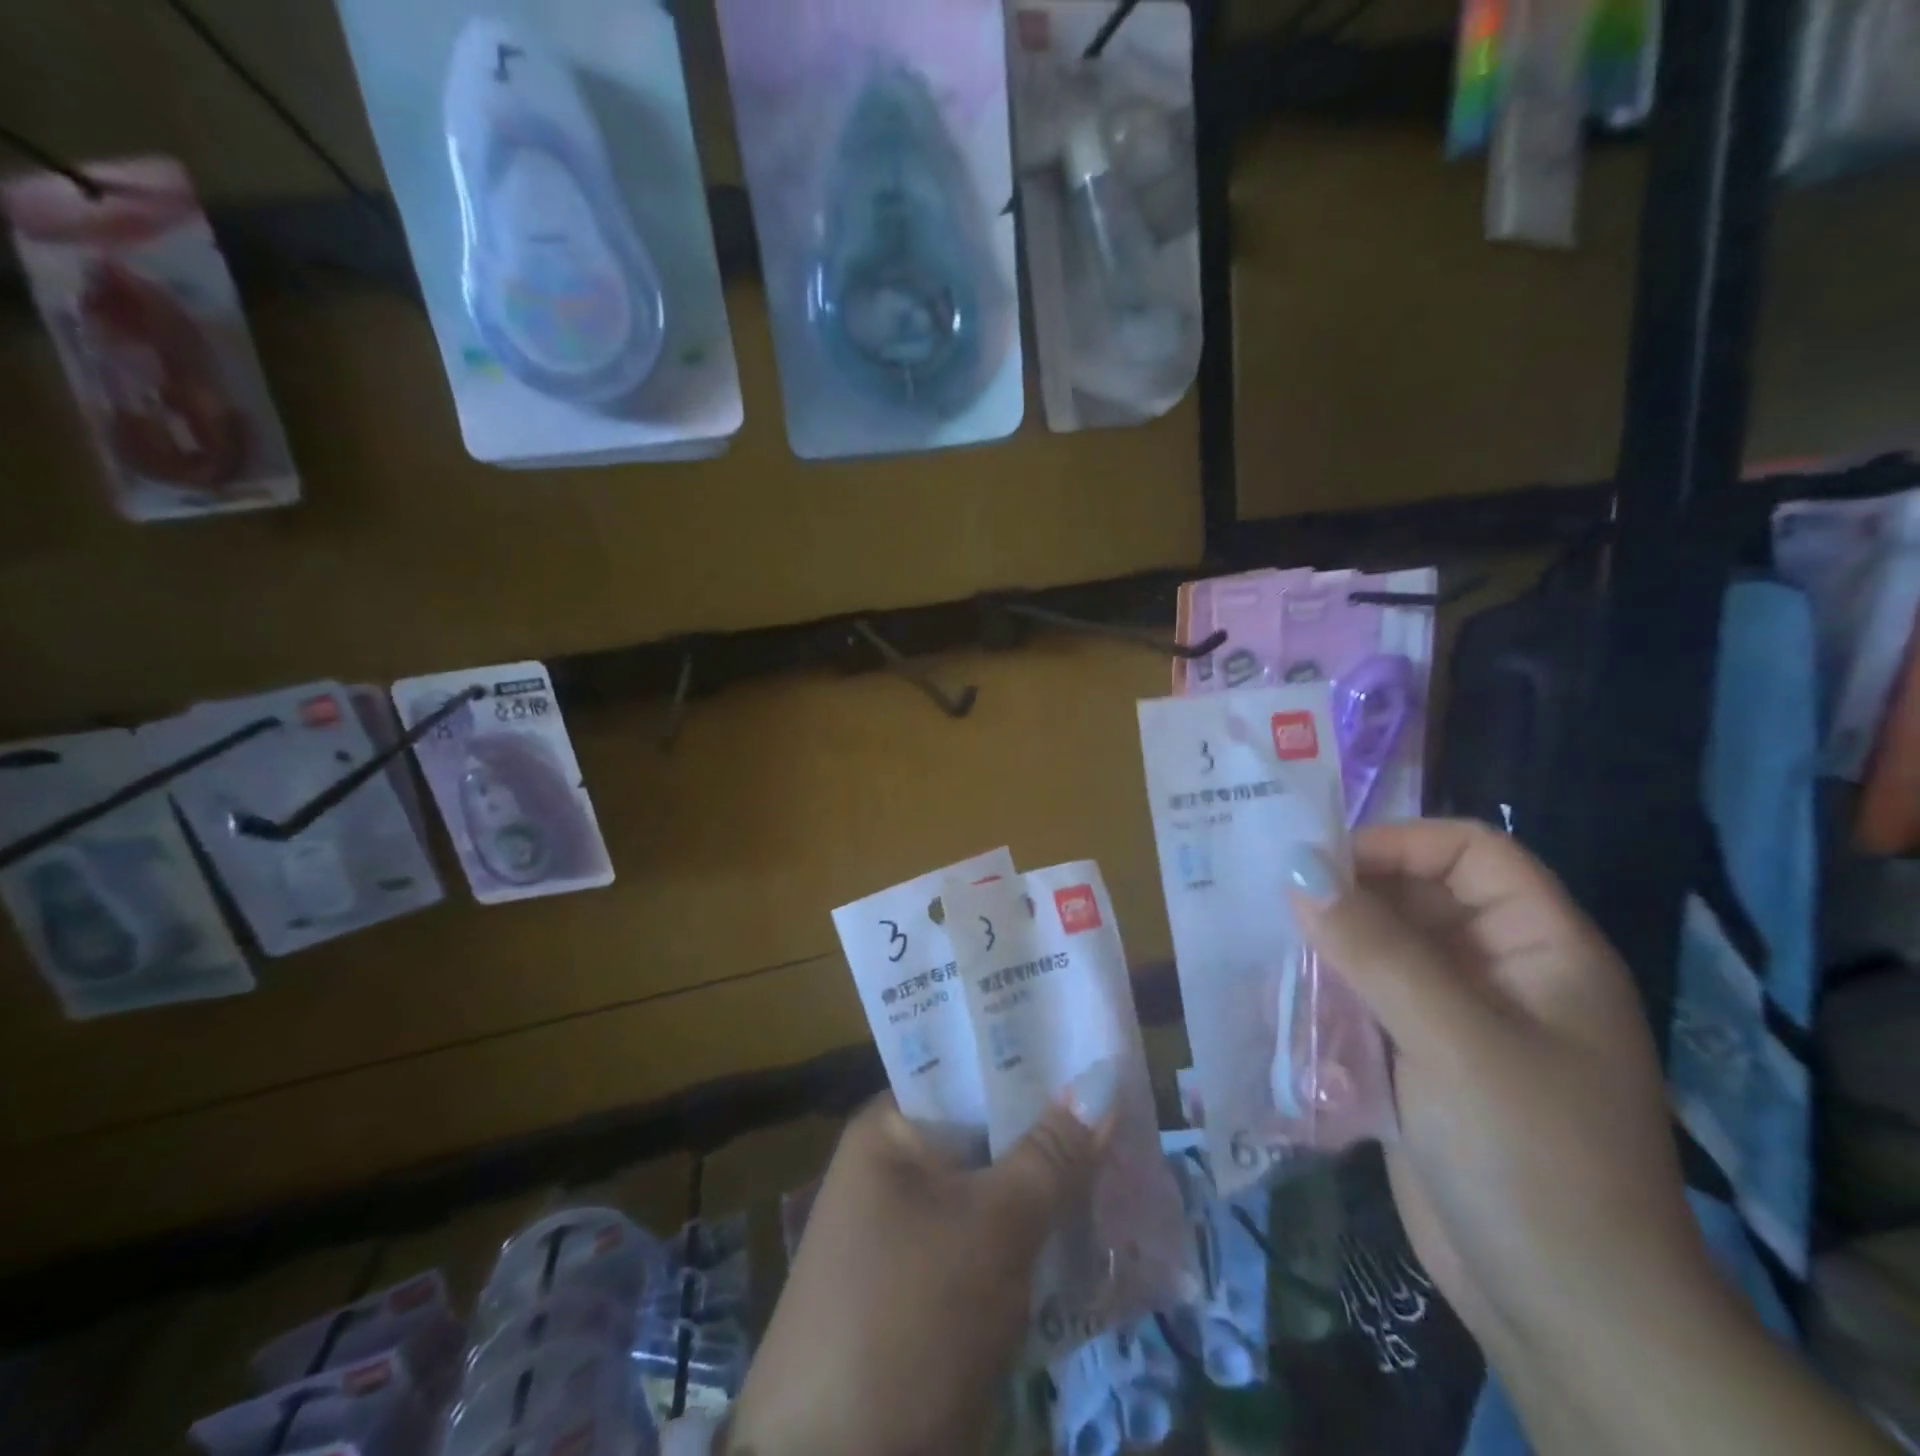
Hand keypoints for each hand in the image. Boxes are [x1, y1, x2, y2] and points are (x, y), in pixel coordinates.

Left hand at [724, 1093, 1106, 1455]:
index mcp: (890, 1128)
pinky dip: (1032, 1237)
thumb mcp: (993, 1228)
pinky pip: (989, 1241)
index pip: (969, 1067)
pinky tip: (1087, 1233)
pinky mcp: (925, 1287)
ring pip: (994, 1189)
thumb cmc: (911, 1318)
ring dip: (1048, 1188)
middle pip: (987, 1130)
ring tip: (1122, 1164)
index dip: (1032, 1059)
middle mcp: (893, 1167)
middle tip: (1125, 1112)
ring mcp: (907, 1230)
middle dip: (1051, 1131)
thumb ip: (1051, 1154)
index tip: (1093, 1051)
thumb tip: (1101, 1080)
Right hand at [1290, 819, 1702, 1359]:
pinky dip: (1325, 996)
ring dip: (1328, 948)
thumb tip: (1297, 868)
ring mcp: (1458, 1020)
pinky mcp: (1420, 1061)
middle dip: (1349, 897)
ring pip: (1382, 950)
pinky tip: (1279, 1003)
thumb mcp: (1454, 1040)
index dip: (1401, 844)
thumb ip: (1374, 947)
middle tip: (1270, 903)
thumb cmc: (1532, 1158)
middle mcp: (1500, 973)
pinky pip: (1365, 1002)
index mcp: (1541, 950)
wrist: (1566, 1315)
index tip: (1321, 863)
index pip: (1472, 853)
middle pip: (1418, 898)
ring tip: (1264, 950)